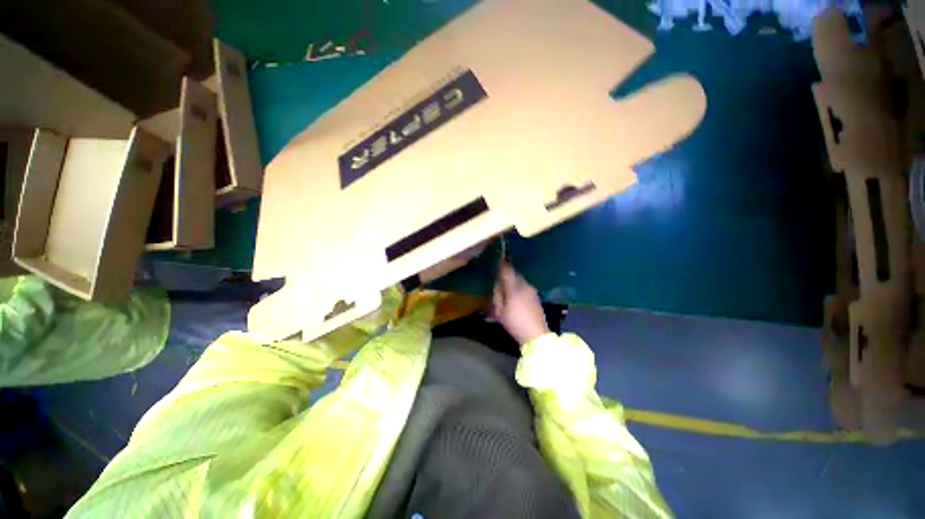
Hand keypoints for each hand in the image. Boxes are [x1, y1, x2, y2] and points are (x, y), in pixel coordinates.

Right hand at [492, 263, 549, 344]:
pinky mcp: (536, 296)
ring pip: (519, 281)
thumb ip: (497, 294)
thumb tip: (497, 284)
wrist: (537, 335)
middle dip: (506, 275)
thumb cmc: (515, 323)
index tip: (496, 261)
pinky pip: (524, 287)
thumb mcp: (500, 311)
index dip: (501, 265)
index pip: (506, 270)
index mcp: (514, 287)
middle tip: (498, 281)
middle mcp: (524, 285)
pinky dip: (518, 288)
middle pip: (513, 274)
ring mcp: (532, 290)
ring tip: (505, 291)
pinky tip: (514, 298)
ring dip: (512, 282)